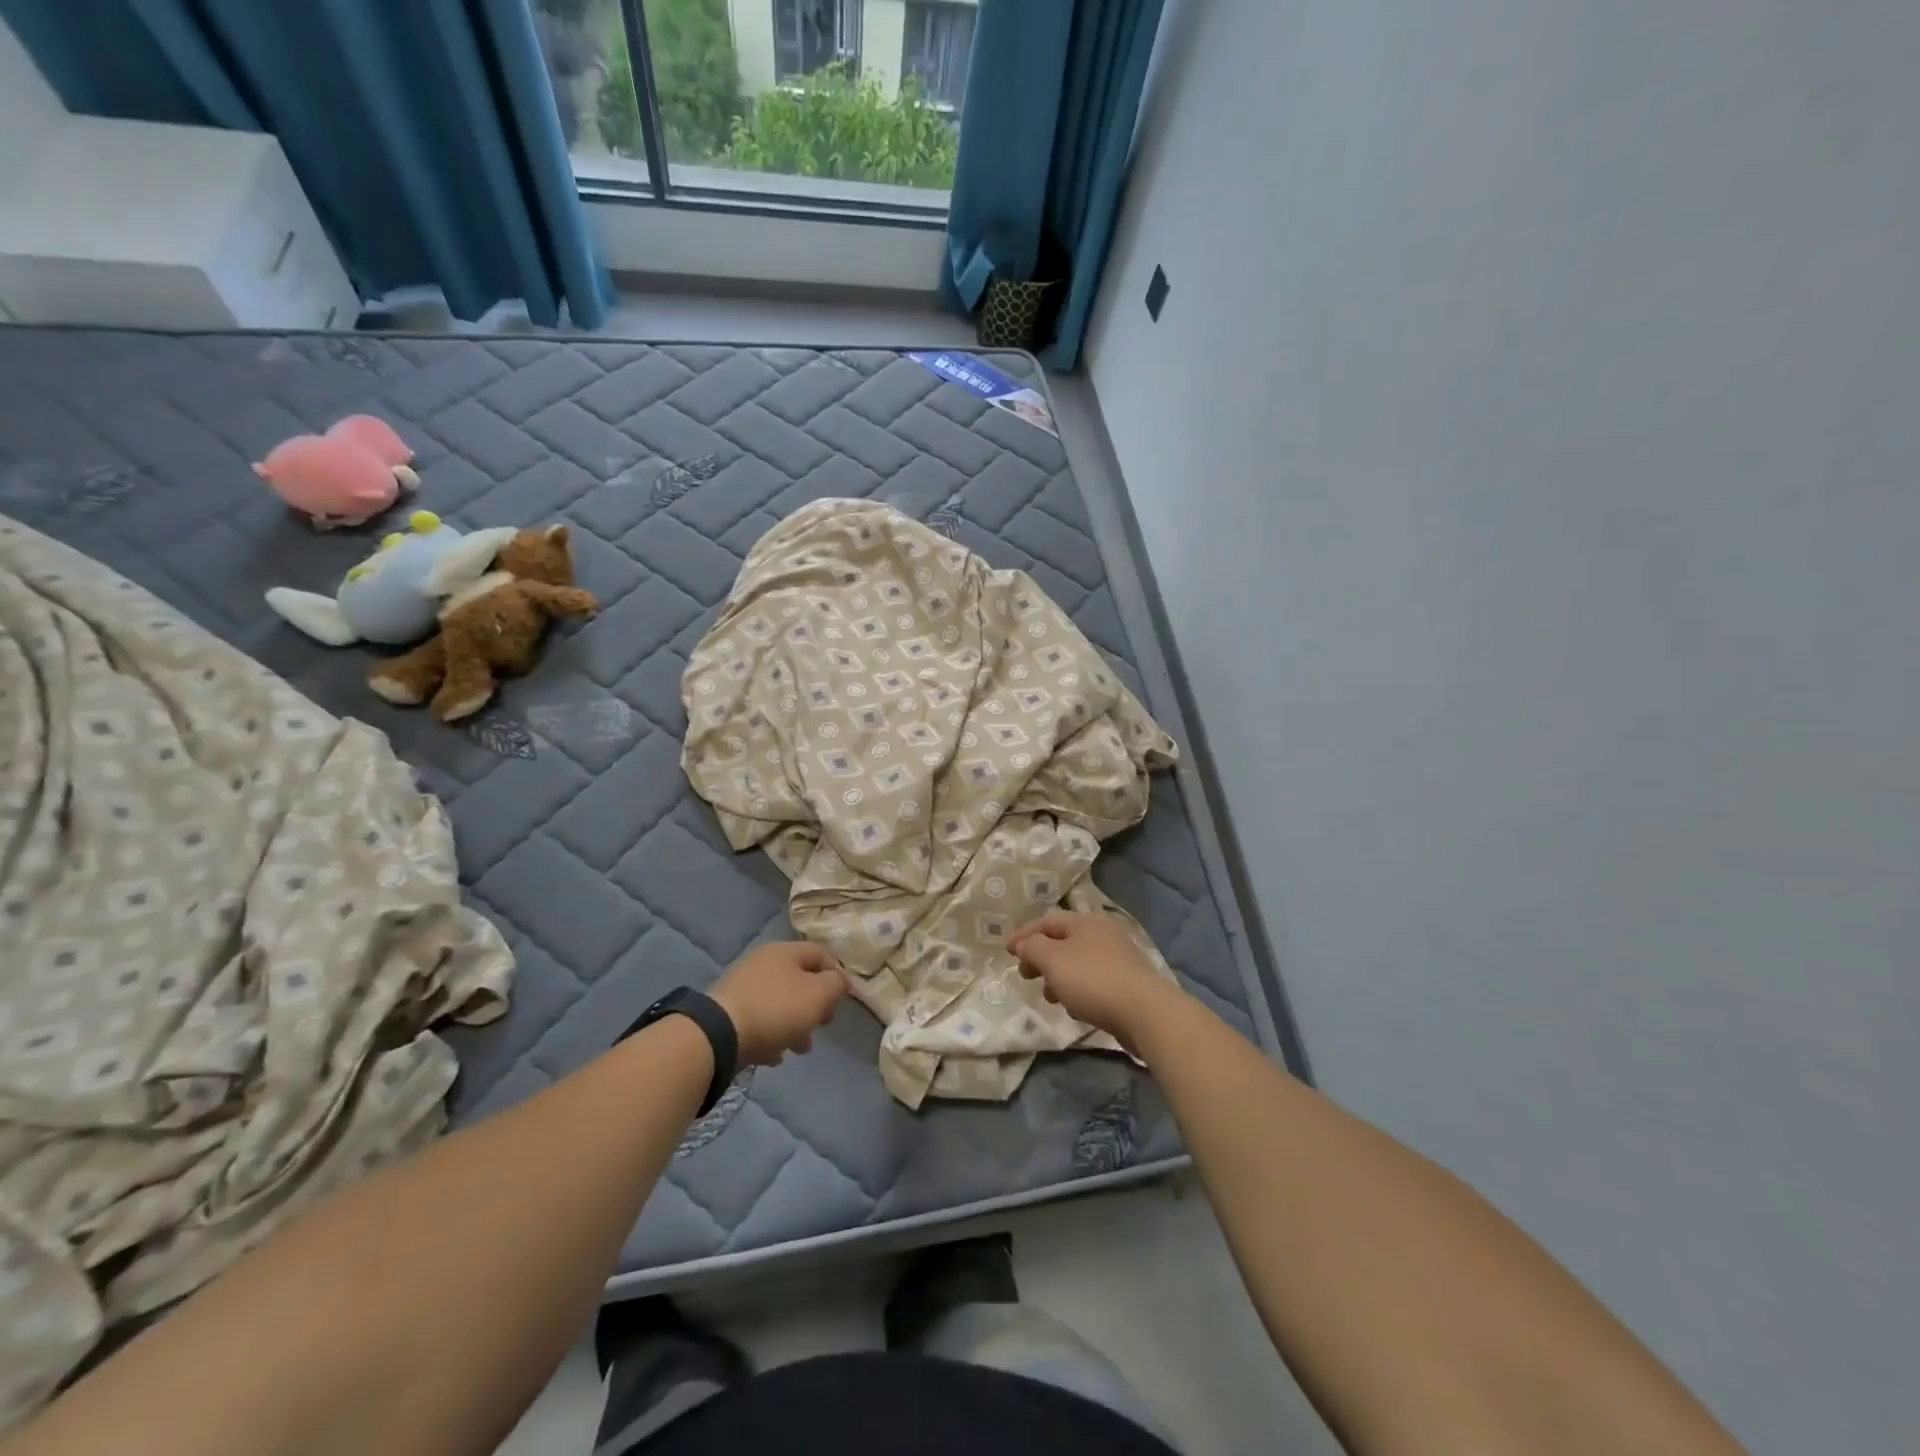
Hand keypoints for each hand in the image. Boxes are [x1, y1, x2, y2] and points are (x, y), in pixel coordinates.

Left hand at [710, 942, 848, 1066]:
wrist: (719, 1034)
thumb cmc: (777, 1009)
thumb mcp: (818, 994)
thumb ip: (836, 985)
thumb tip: (840, 981)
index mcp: (785, 951)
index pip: (820, 954)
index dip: (837, 974)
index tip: (845, 1000)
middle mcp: (763, 963)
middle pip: (799, 980)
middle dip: (815, 1005)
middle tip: (823, 1024)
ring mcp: (743, 988)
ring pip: (779, 1003)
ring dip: (795, 1025)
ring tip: (800, 1048)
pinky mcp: (728, 1014)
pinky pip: (759, 1022)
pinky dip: (771, 1036)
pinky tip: (774, 1056)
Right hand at [1006, 911, 1182, 1051]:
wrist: (1146, 1012)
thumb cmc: (1093, 980)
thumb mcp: (1053, 960)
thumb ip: (1033, 948)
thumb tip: (1025, 944)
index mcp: (1085, 922)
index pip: (1047, 921)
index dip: (1024, 934)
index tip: (1005, 951)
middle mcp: (1103, 934)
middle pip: (1063, 941)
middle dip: (1040, 957)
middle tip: (1025, 974)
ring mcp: (1118, 959)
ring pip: (1078, 963)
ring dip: (1058, 977)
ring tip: (1049, 996)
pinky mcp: (1127, 984)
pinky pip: (1093, 982)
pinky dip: (1078, 990)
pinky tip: (1075, 1009)